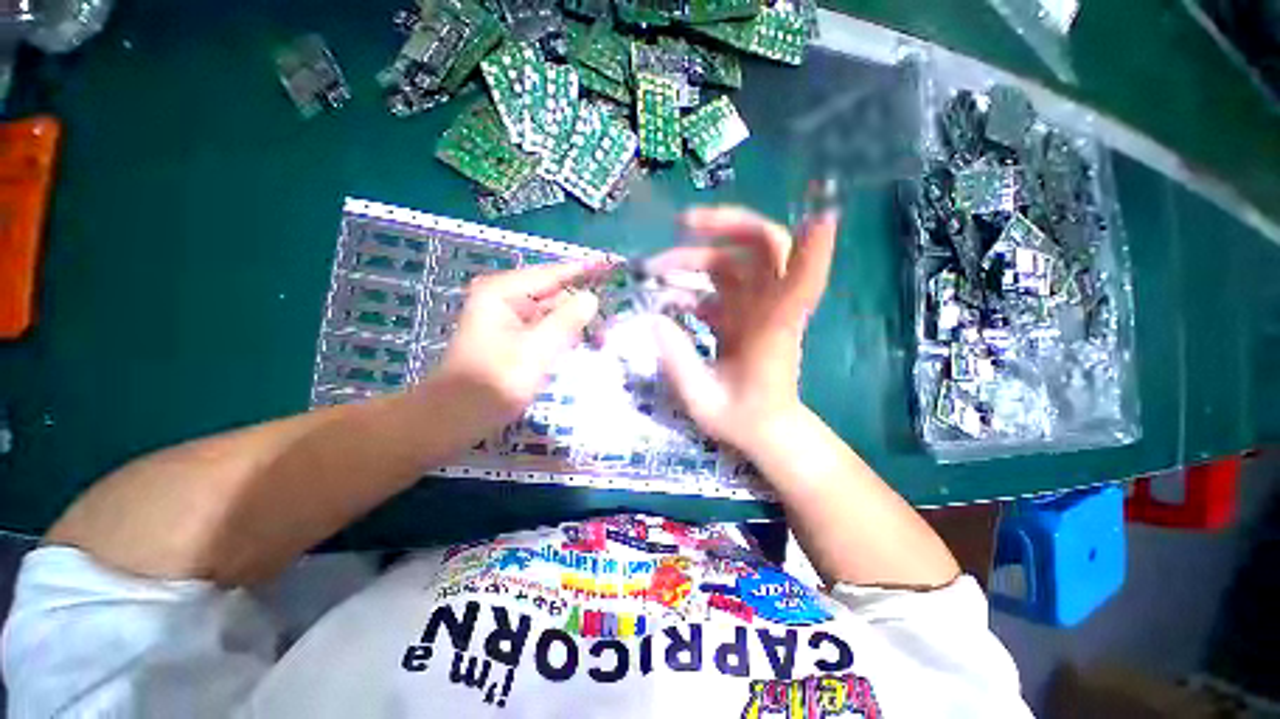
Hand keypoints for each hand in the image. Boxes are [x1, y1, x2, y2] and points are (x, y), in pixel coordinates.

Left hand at [426, 262, 599, 428]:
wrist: (457, 417)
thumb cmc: (496, 381)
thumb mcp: (537, 348)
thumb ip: (567, 320)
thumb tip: (591, 297)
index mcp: (503, 292)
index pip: (552, 274)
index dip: (583, 270)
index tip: (611, 265)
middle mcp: (504, 299)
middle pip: (552, 293)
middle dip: (581, 306)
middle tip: (611, 321)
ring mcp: (507, 319)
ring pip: (550, 313)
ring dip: (574, 324)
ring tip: (601, 338)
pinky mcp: (512, 338)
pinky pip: (544, 328)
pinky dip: (562, 335)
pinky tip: (579, 345)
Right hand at [650, 206, 837, 450]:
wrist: (765, 429)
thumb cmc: (743, 419)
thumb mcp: (703, 399)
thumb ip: (679, 361)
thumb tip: (653, 319)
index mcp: (774, 329)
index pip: (803, 280)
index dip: (814, 249)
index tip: (821, 213)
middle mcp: (771, 308)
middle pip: (766, 246)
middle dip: (727, 225)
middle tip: (682, 224)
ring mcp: (758, 308)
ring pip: (735, 260)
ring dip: (696, 255)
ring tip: (655, 268)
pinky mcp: (744, 314)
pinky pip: (720, 285)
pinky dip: (692, 283)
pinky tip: (667, 297)